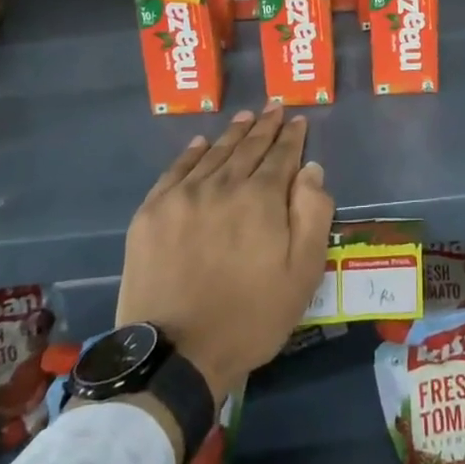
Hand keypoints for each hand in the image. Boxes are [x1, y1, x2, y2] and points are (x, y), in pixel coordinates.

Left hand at [115, 104, 334, 405]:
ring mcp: (183, 196)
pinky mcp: (152, 213)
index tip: (298, 119)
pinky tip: (201, 143)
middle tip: (273, 106)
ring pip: (214, 154)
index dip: (292, 136)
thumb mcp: (302, 274)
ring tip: (245, 117)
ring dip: (233, 134)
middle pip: (248, 147)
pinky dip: (191, 153)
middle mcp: (223, 185)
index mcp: (261, 198)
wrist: (174, 357)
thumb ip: (313, 215)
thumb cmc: (249, 317)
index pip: (281, 155)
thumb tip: (311, 169)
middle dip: (265, 126)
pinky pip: (176, 170)